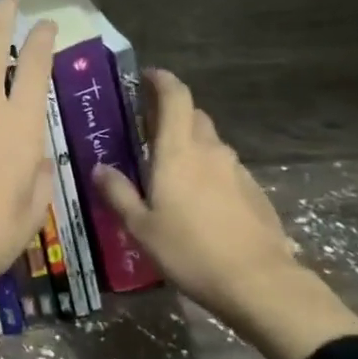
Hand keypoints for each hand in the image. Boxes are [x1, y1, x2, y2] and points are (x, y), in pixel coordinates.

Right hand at [93, 69, 357, 358]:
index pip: (175, 97)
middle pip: (193, 116)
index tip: (147, 77)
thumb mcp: (141, 227)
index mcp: (178, 151)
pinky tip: (198, 200)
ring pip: (210, 143)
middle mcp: (210, 150)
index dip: (162, 80)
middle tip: (148, 130)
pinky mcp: (253, 190)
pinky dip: (208, 170)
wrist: (258, 281)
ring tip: (170, 170)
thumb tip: (99, 168)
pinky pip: (224, 168)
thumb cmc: (190, 251)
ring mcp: (236, 169)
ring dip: (190, 144)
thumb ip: (118, 193)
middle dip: (172, 114)